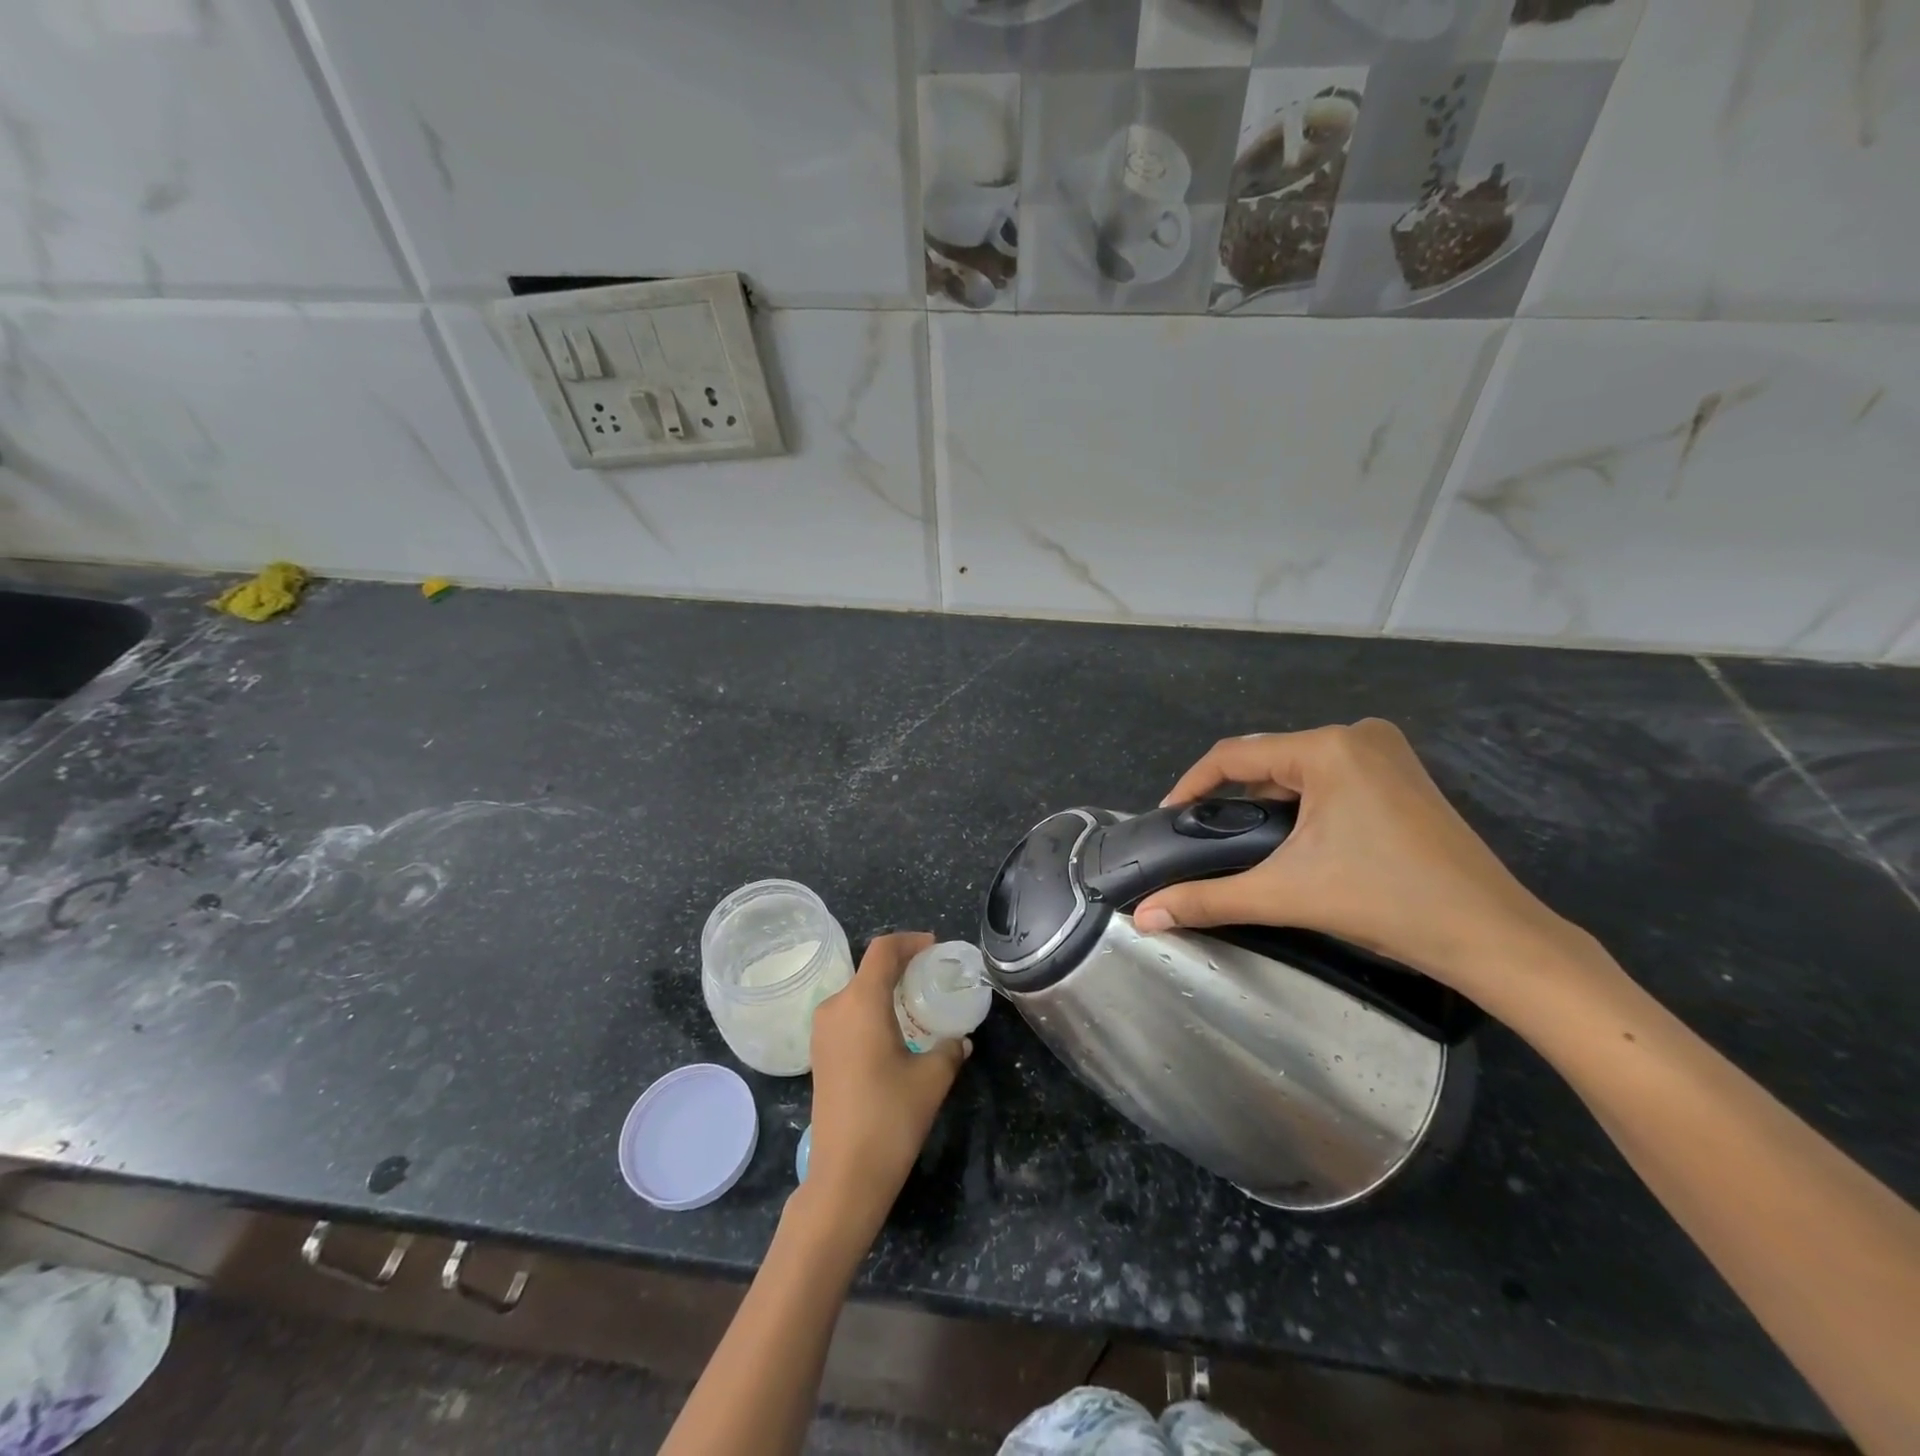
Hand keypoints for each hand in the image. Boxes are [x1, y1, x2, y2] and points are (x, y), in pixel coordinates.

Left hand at [802, 932, 969, 1236]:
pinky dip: (872, 1009)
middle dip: (901, 965)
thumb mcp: (931, 1079)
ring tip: (918, 1002)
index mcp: (860, 1002)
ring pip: (857, 992)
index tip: (935, 947)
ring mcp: (822, 1032)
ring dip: (886, 988)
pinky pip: (848, 1014)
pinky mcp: (820, 1053)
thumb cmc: (890, 1118)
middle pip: (869, 968)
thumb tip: (960, 1038)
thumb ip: (949, 1049)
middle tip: (932, 974)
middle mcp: (835, 1007)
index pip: (882, 950)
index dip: (910, 941)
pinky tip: (895, 1031)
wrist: (843, 1177)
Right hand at [1132, 721, 1591, 1007]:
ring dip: (1266, 803)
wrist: (1494, 938)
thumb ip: (1207, 899)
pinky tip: (1295, 839)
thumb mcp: (1285, 895)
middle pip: (1267, 760)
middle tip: (1205, 840)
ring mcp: (1386, 752)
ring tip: (1243, 844)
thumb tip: (1143, 916)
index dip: (1191, 786)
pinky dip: (1301, 804)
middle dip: (1231, 799)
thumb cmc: (1386, 903)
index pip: (1234, 755)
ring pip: (1297, 769)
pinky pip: (1328, 778)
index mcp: (1328, 748)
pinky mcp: (1402, 775)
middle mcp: (1357, 735)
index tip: (1166, 820)